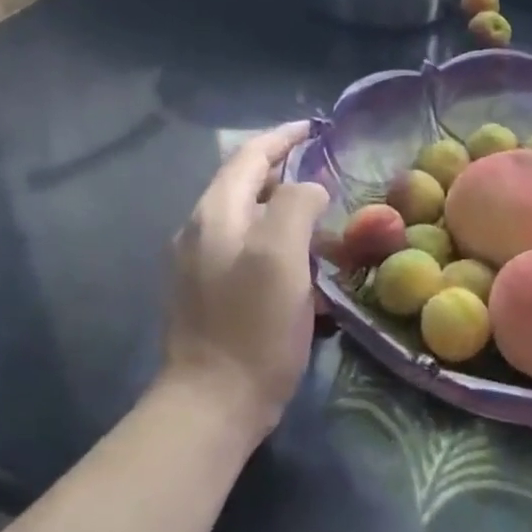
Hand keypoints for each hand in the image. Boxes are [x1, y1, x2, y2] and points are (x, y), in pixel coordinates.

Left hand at [160, 122, 328, 434]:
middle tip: (329, 177)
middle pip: (245, 186)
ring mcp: (202, 266)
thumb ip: (295, 206)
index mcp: (215, 215)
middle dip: (286, 174)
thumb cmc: (252, 326)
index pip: (249, 157)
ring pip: (249, 221)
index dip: (282, 138)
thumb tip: (308, 190)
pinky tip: (304, 268)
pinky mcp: (211, 295)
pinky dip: (278, 245)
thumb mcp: (281, 256)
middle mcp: (201, 232)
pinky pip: (248, 252)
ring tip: (325, 224)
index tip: (316, 129)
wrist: (214, 402)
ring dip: (285, 213)